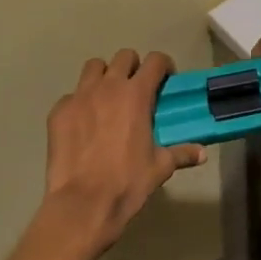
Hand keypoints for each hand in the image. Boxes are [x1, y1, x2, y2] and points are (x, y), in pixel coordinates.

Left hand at [43, 49, 205, 253]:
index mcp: (136, 94)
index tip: (165, 79)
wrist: (83, 203)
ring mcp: (79, 96)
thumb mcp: (160, 167)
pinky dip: (79, 103)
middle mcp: (108, 86)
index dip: (163, 66)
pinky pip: (71, 96)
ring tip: (107, 97)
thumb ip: (181, 153)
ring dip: (103, 76)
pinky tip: (83, 123)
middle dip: (133, 67)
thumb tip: (202, 154)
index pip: (155, 61)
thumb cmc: (127, 182)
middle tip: (136, 89)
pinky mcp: (59, 111)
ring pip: (93, 67)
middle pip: (123, 56)